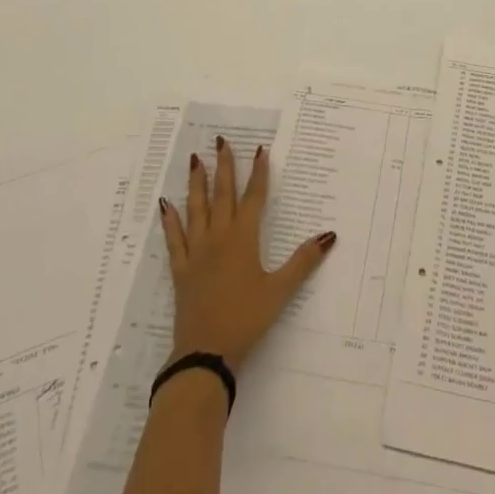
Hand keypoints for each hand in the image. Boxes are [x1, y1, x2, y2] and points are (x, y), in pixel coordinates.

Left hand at [159, 137, 335, 365]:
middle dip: (224, 166)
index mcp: (243, 239)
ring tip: (195, 159)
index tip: (260, 149)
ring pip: (196, 209)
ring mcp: (196, 252)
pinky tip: (165, 204)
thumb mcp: (280, 290)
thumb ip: (303, 261)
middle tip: (221, 140)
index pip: (254, 198)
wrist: (205, 352)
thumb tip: (329, 235)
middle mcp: (218, 237)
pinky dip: (170, 220)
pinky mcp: (180, 269)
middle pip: (222, 194)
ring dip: (196, 183)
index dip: (258, 173)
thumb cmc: (246, 319)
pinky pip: (174, 238)